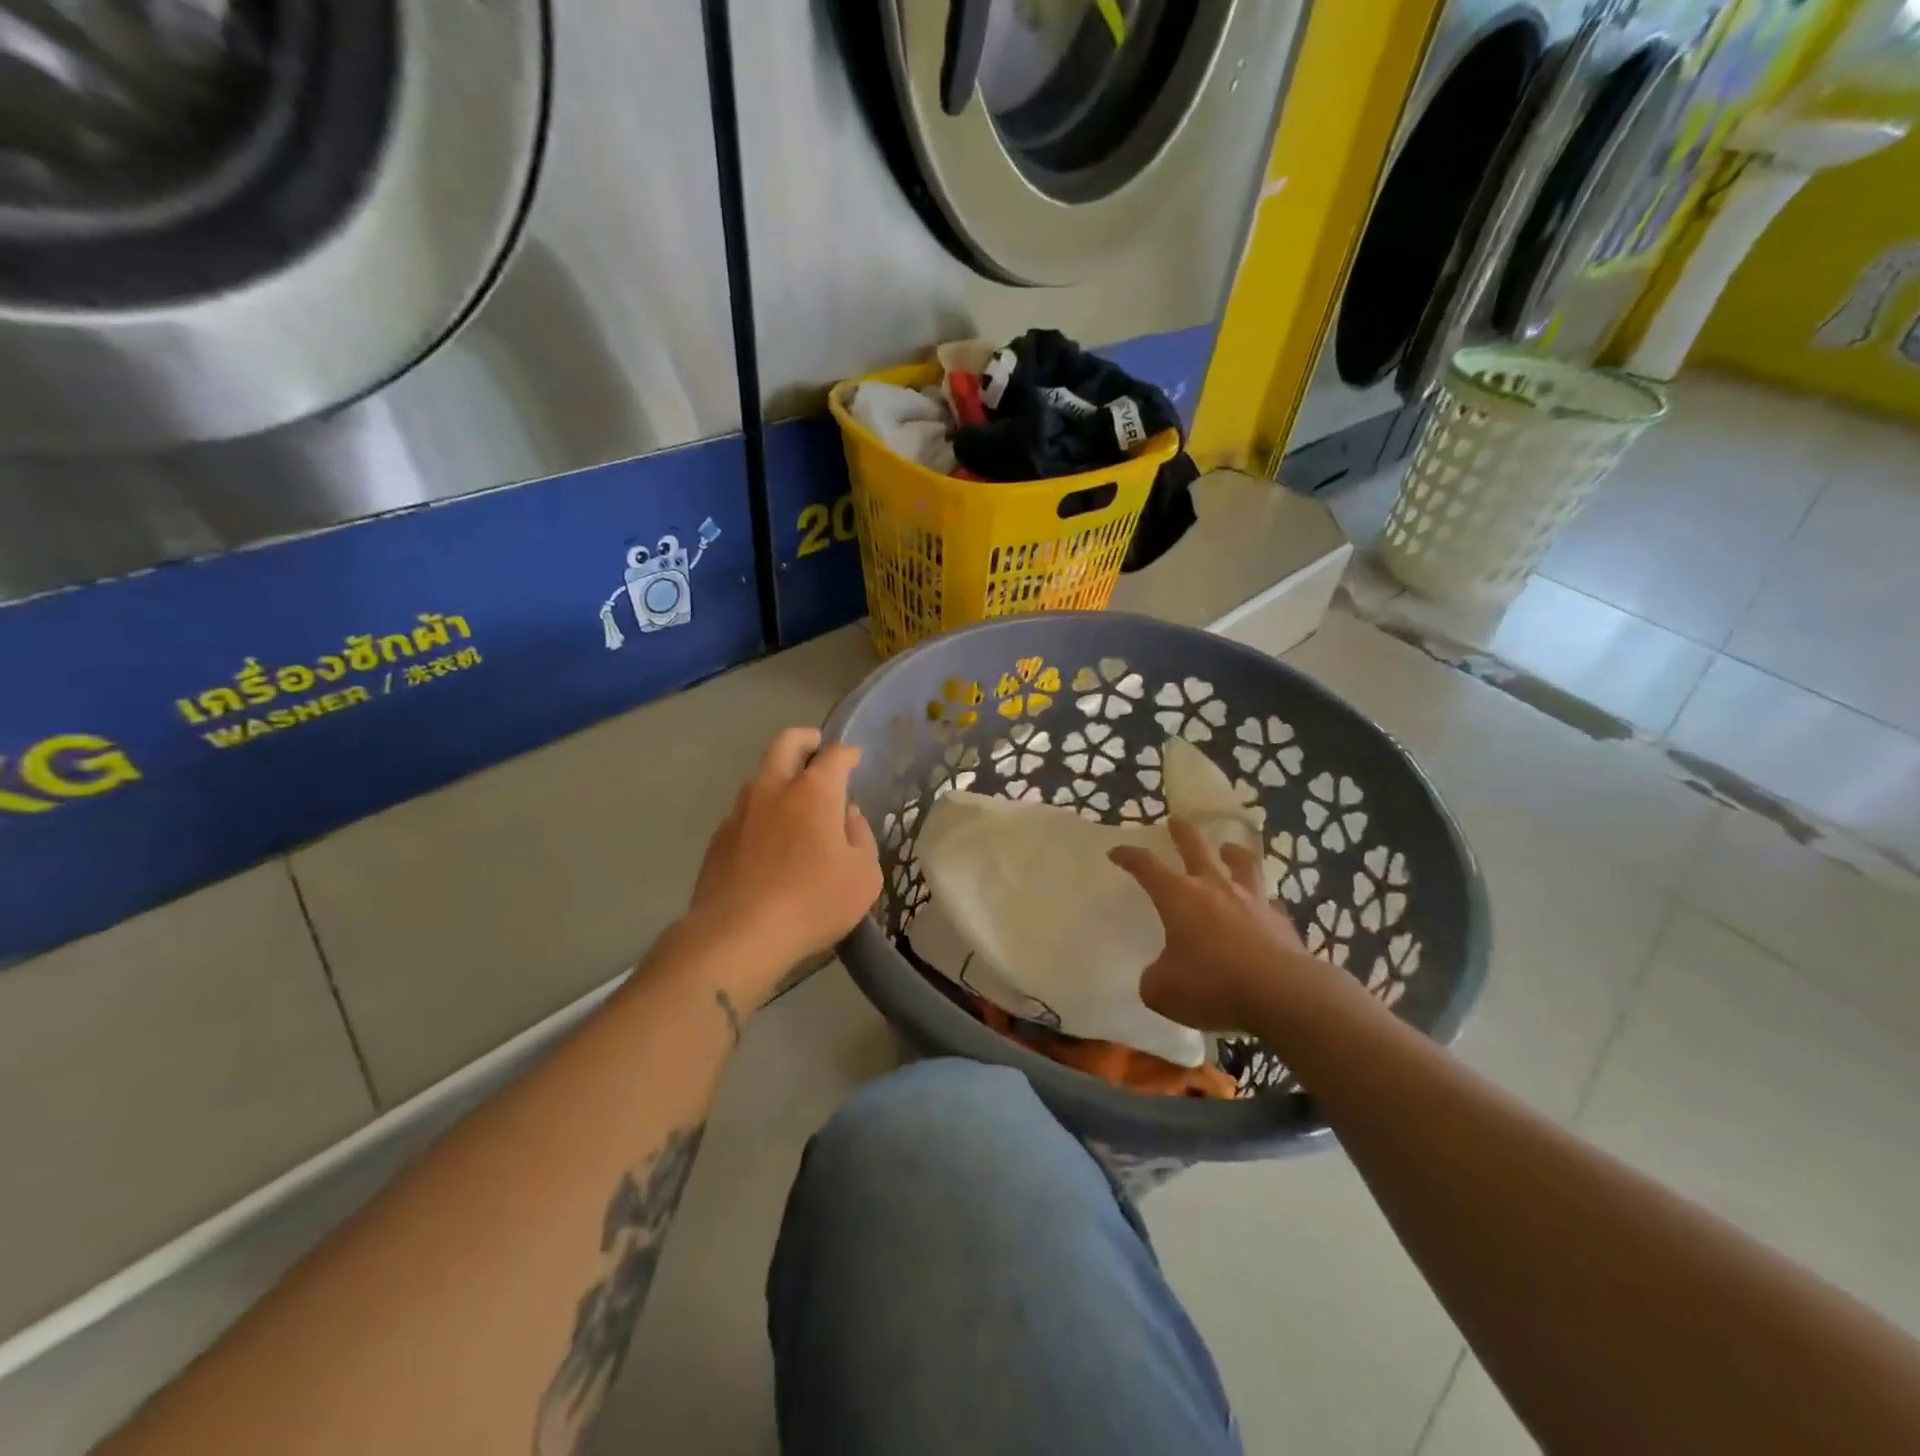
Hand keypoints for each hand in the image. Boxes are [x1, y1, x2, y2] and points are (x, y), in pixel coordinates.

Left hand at [687, 727, 881, 1002]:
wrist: (739, 935)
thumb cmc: (813, 902)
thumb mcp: (863, 875)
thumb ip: (861, 836)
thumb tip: (847, 816)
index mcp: (814, 792)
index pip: (834, 755)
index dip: (848, 753)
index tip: (855, 758)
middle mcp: (774, 790)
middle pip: (785, 744)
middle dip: (804, 739)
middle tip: (817, 748)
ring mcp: (740, 812)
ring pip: (760, 777)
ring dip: (779, 778)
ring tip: (795, 802)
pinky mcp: (719, 840)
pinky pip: (745, 813)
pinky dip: (762, 814)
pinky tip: (770, 841)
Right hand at [1110, 819, 1344, 1034]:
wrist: (1282, 994)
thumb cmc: (1212, 985)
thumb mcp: (1163, 990)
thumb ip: (1154, 977)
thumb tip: (1158, 975)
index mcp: (1178, 896)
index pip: (1146, 866)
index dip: (1129, 857)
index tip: (1116, 851)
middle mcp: (1214, 888)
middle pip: (1195, 847)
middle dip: (1182, 833)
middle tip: (1175, 821)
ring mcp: (1252, 900)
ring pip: (1241, 863)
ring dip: (1232, 853)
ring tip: (1229, 848)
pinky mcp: (1281, 920)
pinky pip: (1269, 902)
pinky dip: (1263, 900)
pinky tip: (1264, 905)